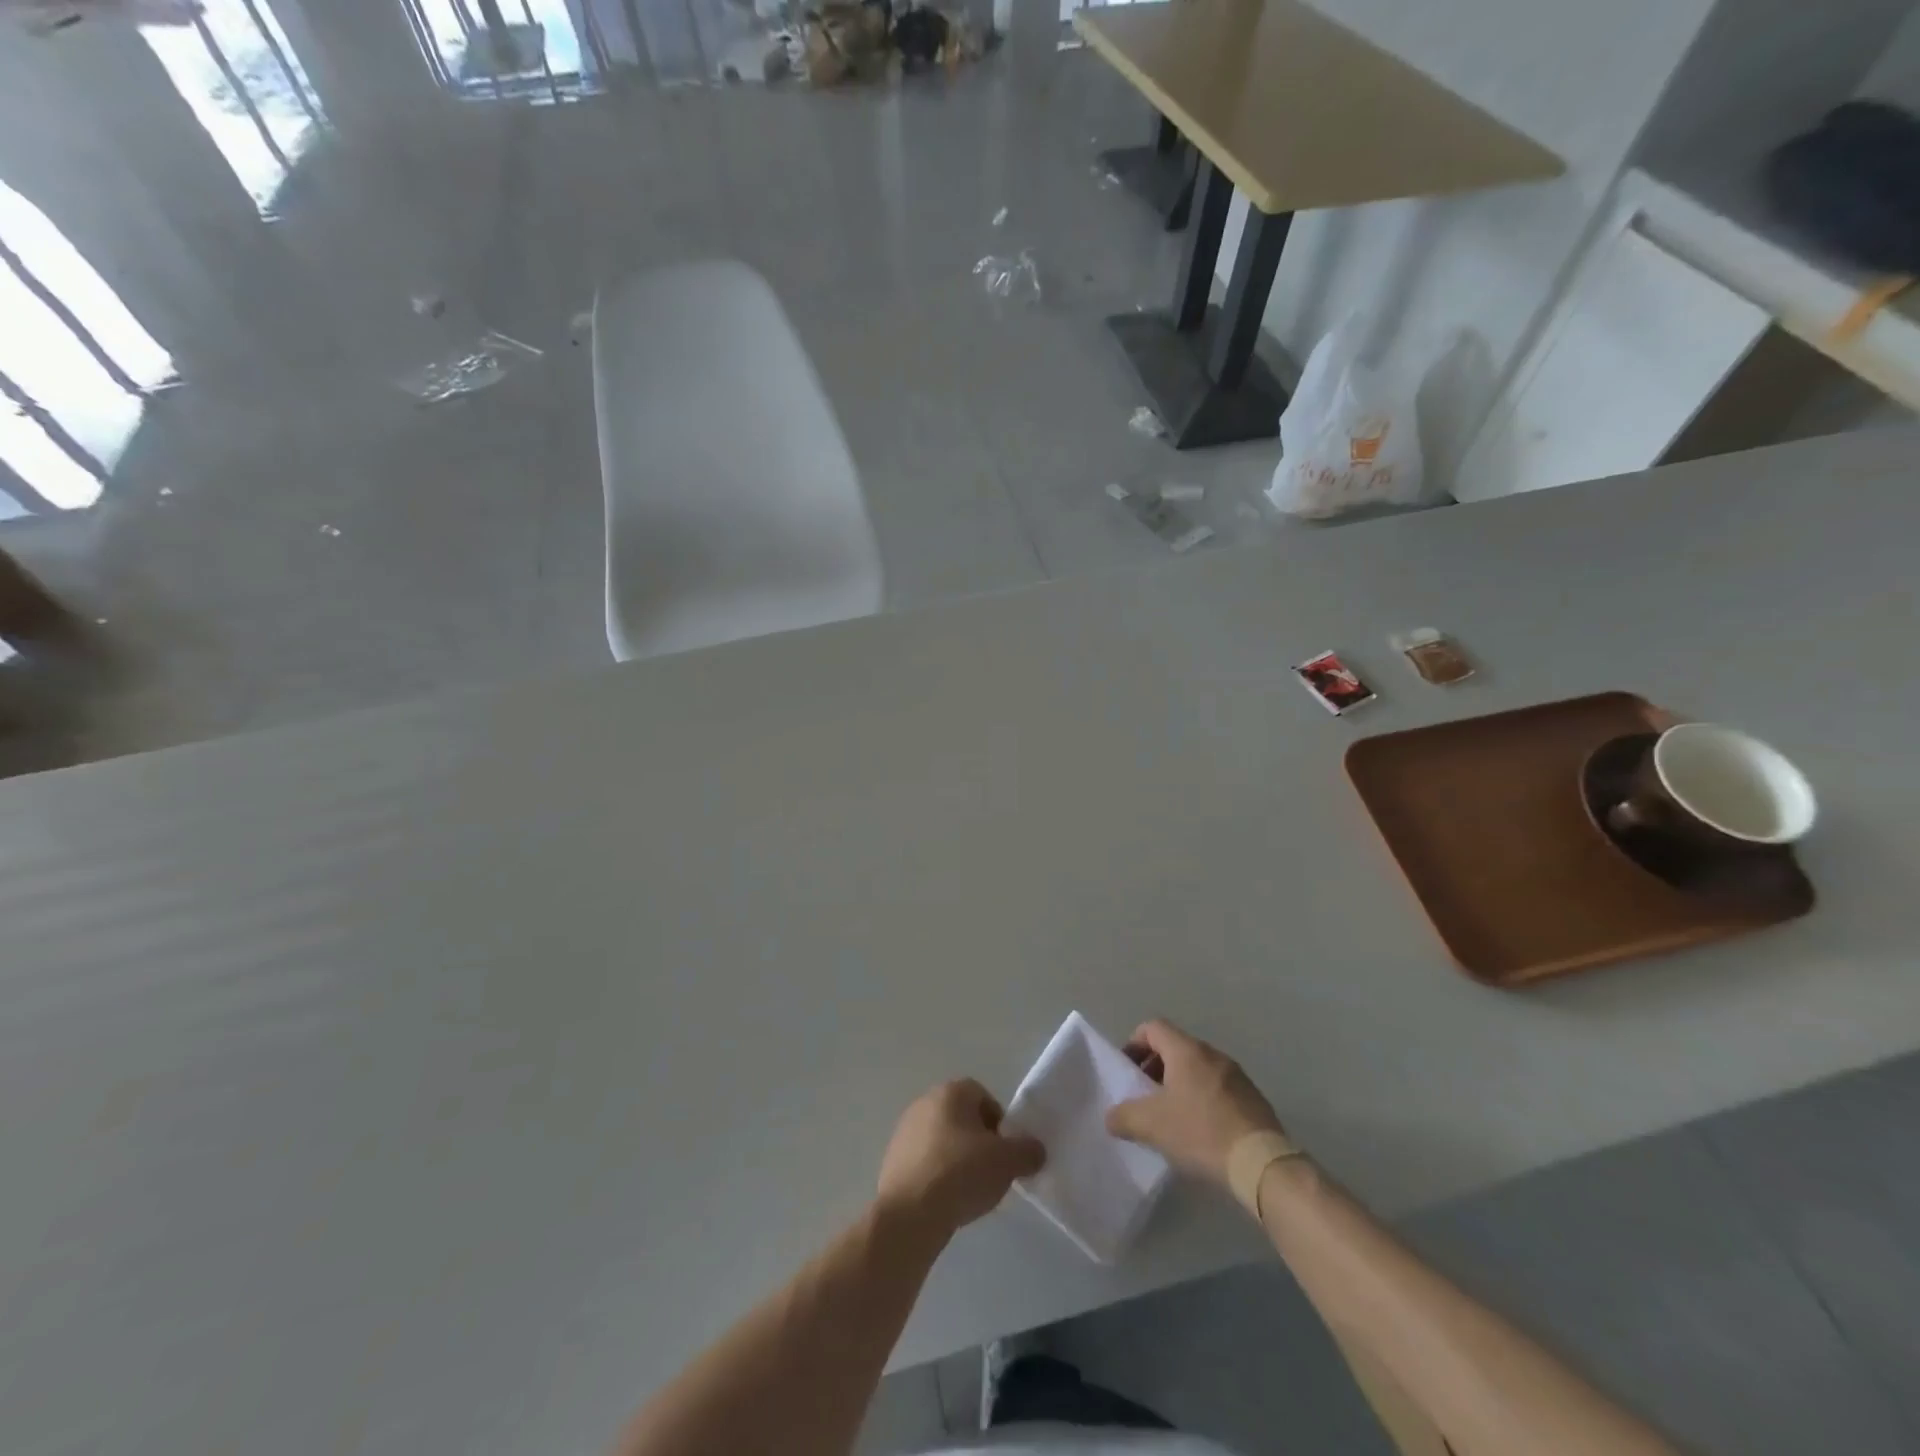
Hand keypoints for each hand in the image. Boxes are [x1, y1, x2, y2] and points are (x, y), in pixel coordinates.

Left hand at [877, 1080, 1044, 1237]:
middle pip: (962, 1118)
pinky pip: (925, 1163)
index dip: (1000, 1124)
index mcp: (951, 1092)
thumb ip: (1027, 1151)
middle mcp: (924, 1102)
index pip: (983, 1096)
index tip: (1006, 1153)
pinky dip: (938, 1177)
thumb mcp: (1007, 1161)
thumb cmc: (961, 1173)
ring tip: (969, 1192)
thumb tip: (1035, 1150)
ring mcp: (905, 1131)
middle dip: (979, 1143)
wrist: (909, 1214)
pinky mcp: (893, 1160)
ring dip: (958, 1160)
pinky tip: (946, 1202)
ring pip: (943, 1141)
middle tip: (991, 1173)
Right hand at [1105, 1020, 1283, 1184]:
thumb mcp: (1151, 1125)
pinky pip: (1217, 1087)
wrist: (1262, 1164)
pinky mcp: (1253, 1098)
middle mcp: (1212, 1054)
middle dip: (1154, 1067)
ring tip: (1171, 1116)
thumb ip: (1123, 1116)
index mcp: (1186, 1050)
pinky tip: (1199, 1130)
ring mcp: (1236, 1075)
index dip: (1134, 1044)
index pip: (1152, 1027)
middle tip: (1144, 1096)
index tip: (1127, 1071)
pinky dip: (1201, 1098)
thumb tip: (1111, 1116)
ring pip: (1197, 1068)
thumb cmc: (1201, 1132)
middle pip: (1175, 1047)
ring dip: (1179, 1084)